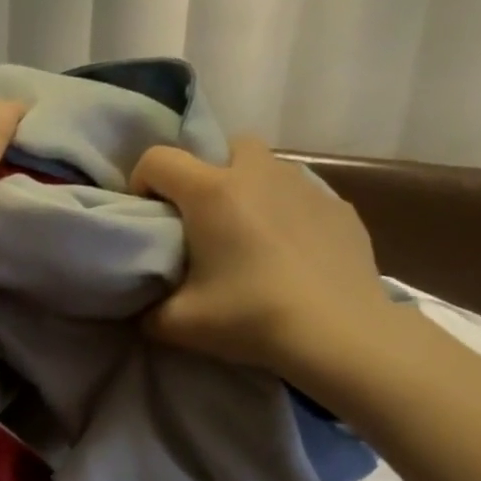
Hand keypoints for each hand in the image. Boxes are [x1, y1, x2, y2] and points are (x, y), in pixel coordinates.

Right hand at [130, 138, 396, 381]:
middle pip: (223, 148)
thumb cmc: (250, 317)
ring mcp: (305, 186)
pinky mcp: (339, 208)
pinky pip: (301, 197)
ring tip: (247, 236)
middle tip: (201, 221)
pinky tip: (289, 254)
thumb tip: (143, 307)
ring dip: (248, 190)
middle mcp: (258, 174)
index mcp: (212, 192)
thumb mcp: (177, 324)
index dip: (141, 182)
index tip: (147, 216)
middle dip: (205, 174)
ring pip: (267, 168)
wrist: (338, 333)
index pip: (158, 159)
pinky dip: (286, 214)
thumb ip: (147, 309)